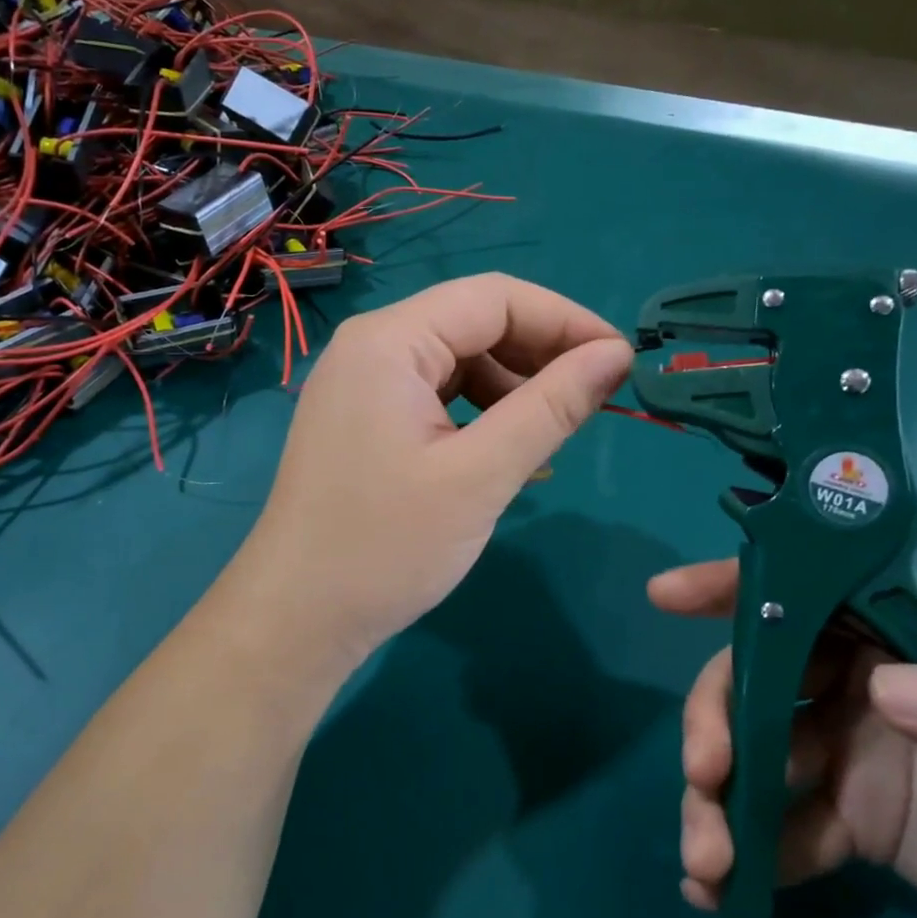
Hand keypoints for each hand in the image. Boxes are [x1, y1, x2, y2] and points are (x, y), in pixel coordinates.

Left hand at [228, 274, 631, 687]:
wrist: (297, 619)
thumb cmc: (386, 546)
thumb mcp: (481, 474)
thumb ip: (551, 407)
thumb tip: (616, 356)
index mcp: (389, 341)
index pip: (495, 298)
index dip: (565, 320)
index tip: (619, 360)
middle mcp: (371, 347)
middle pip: (474, 324)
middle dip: (540, 354)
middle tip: (595, 398)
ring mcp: (363, 384)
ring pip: (458, 361)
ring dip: (513, 386)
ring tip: (554, 431)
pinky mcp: (365, 420)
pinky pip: (436, 395)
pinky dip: (480, 412)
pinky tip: (509, 449)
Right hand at [654, 563, 916, 917]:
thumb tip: (884, 693)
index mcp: (910, 631)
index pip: (811, 588)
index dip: (734, 585)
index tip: (667, 596)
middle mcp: (863, 676)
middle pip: (757, 675)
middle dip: (716, 719)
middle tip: (704, 776)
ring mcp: (845, 745)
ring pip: (751, 749)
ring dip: (716, 797)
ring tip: (707, 859)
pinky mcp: (842, 814)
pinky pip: (775, 821)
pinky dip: (742, 849)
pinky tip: (720, 888)